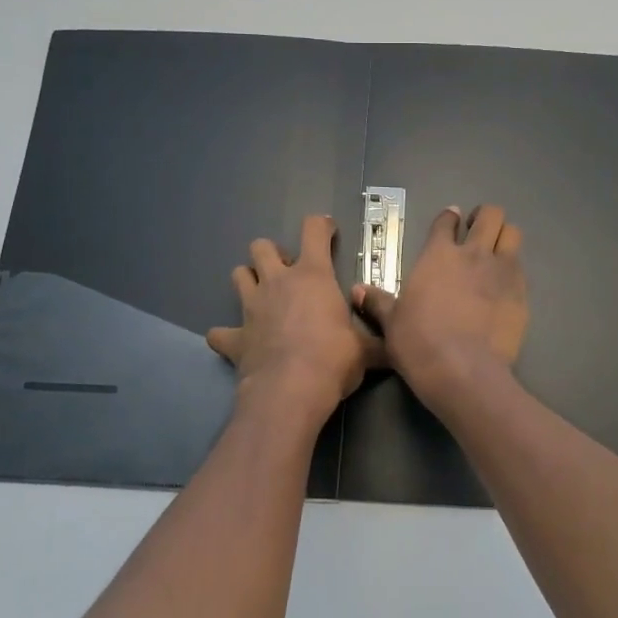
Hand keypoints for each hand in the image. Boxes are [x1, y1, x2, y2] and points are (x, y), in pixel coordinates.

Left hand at [208, 215, 382, 423]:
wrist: (291, 391)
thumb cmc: (333, 359)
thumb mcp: (366, 350)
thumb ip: (377, 342)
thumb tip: (397, 348)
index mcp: (312, 276)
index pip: (314, 231)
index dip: (321, 226)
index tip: (328, 231)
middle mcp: (277, 283)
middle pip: (262, 247)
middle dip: (273, 254)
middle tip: (288, 272)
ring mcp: (251, 308)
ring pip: (238, 275)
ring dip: (249, 281)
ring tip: (262, 296)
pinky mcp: (234, 338)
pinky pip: (220, 333)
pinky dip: (227, 335)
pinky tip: (236, 342)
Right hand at [353, 204, 526, 409]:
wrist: (463, 370)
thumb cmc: (419, 343)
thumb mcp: (392, 323)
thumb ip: (378, 302)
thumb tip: (357, 290)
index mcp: (438, 255)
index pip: (446, 221)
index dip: (448, 218)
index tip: (450, 221)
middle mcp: (473, 254)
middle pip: (490, 215)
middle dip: (485, 218)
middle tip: (477, 232)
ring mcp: (502, 271)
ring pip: (513, 233)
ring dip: (504, 237)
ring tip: (496, 251)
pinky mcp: (521, 294)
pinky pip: (521, 269)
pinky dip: (514, 270)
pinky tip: (505, 286)